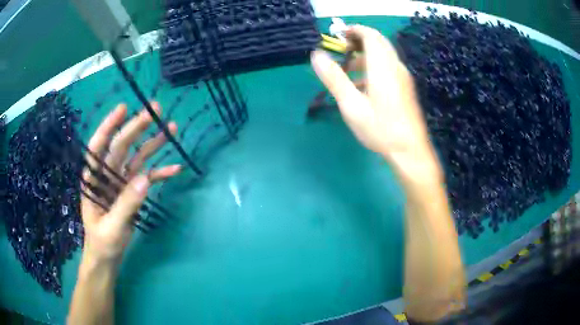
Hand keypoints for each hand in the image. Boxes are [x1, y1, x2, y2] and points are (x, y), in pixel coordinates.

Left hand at [81, 103, 180, 263]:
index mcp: (93, 180)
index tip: (123, 108)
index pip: (98, 147)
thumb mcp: (112, 228)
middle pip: (121, 146)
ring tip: (171, 128)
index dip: (109, 126)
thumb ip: (126, 204)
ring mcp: (120, 182)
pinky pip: (147, 177)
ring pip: (136, 157)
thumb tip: (145, 179)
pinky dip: (160, 173)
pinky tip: (175, 168)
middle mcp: (106, 175)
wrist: (107, 257)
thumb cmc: (102, 243)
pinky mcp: (131, 191)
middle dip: (137, 128)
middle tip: (156, 110)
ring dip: (153, 144)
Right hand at [311, 25, 439, 178]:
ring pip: (383, 55)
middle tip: (341, 50)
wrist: (410, 151)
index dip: (354, 30)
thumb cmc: (381, 129)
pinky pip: (388, 67)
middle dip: (359, 40)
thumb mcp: (352, 105)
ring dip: (365, 55)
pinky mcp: (405, 87)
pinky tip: (362, 86)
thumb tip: (317, 55)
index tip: (338, 35)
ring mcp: (403, 77)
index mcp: (382, 67)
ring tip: (348, 69)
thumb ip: (334, 78)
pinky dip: (373, 66)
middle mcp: (395, 67)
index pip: (370, 35)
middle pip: (378, 42)